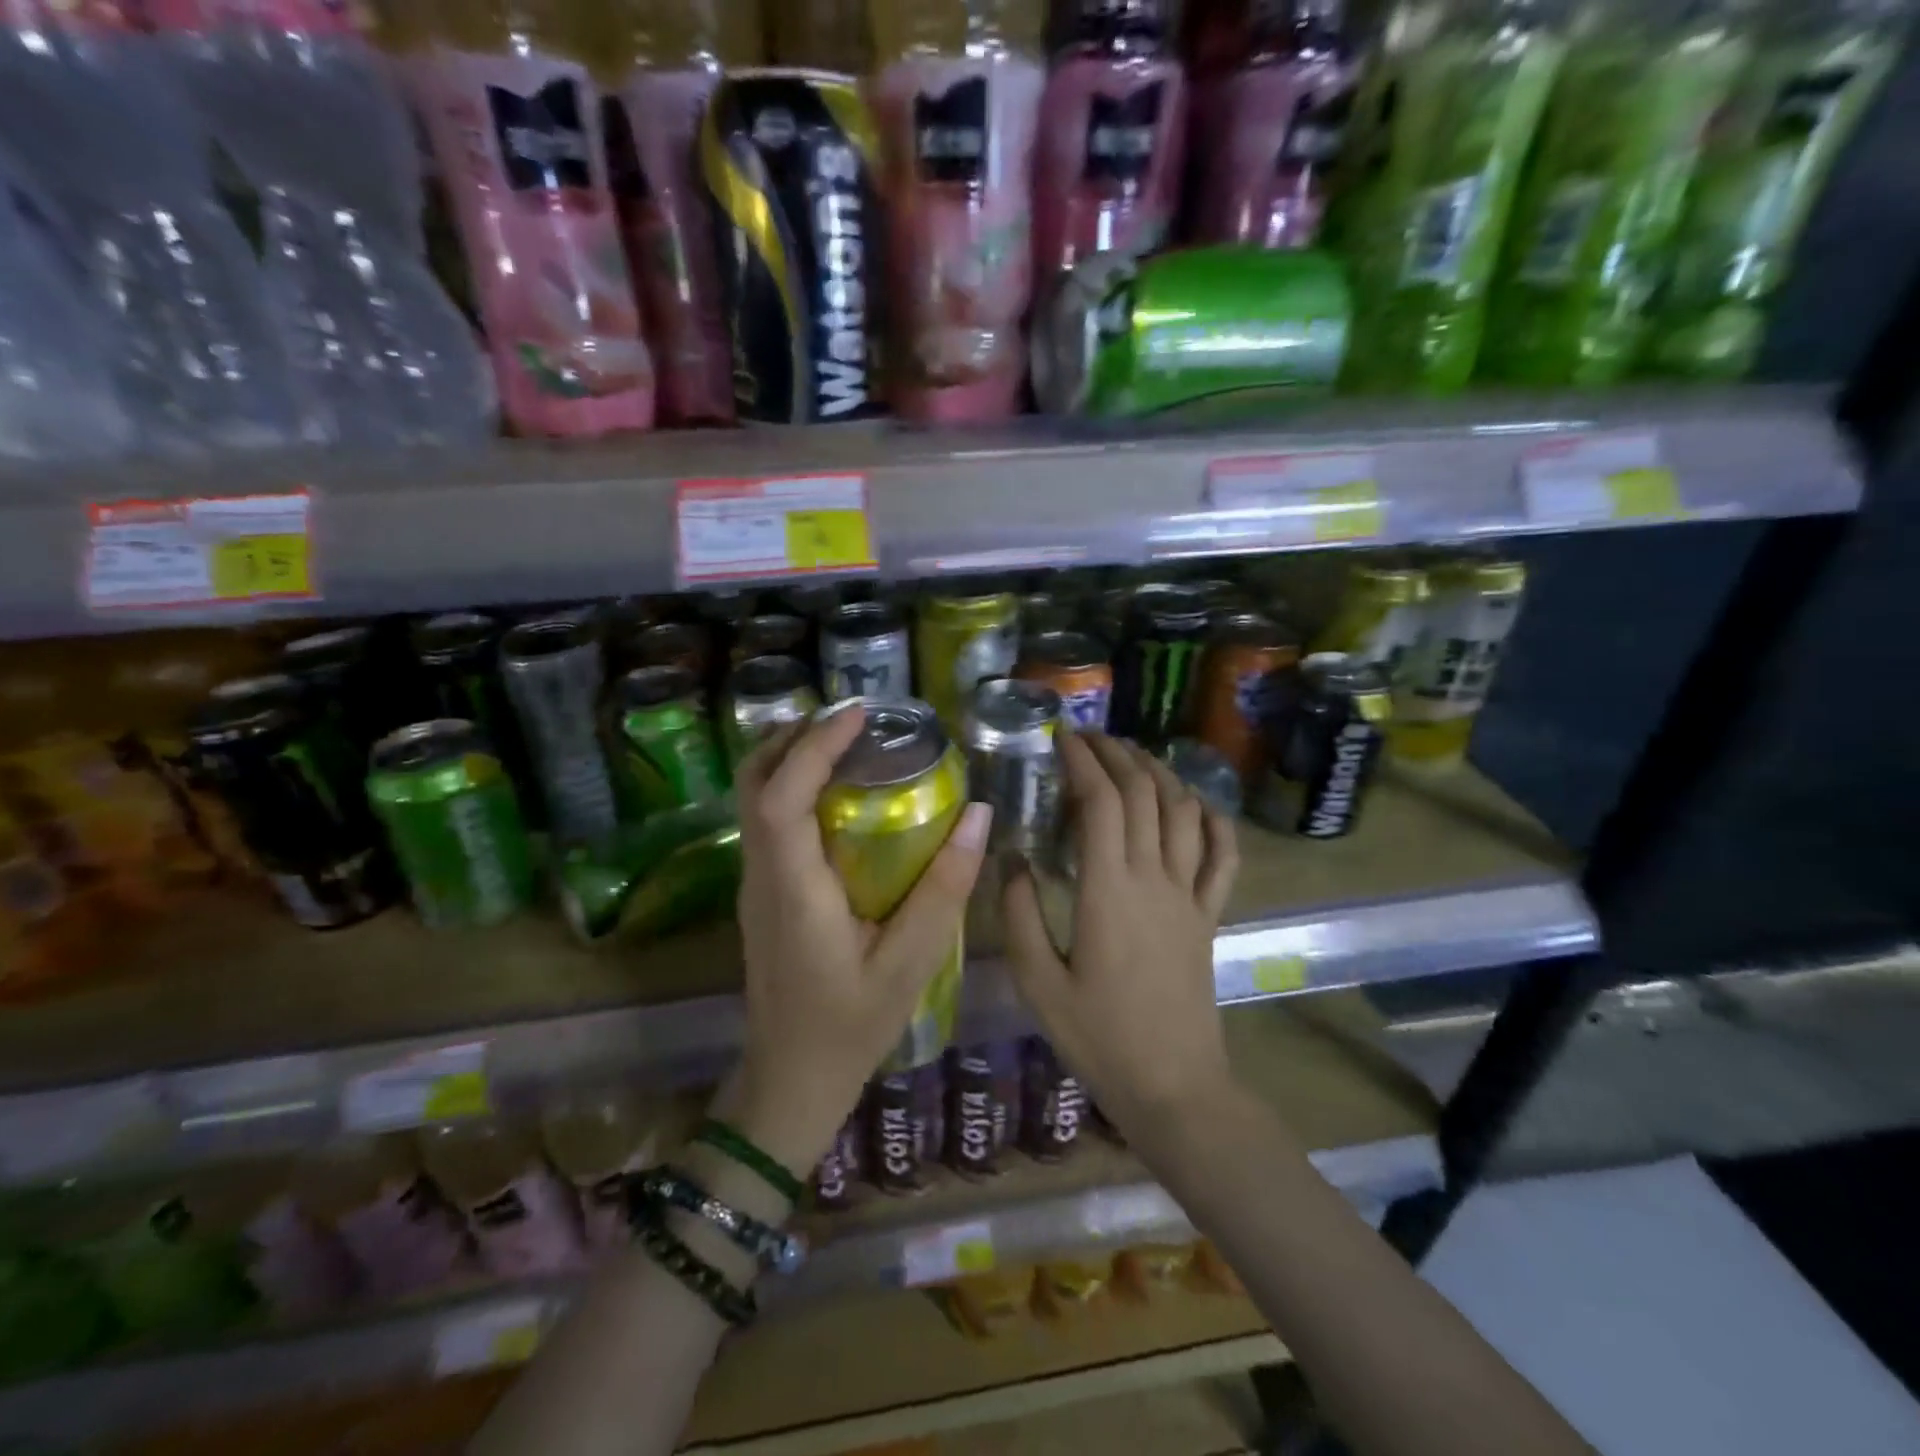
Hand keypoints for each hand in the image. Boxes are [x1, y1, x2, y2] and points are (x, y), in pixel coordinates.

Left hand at [719, 705, 993, 1178]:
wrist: (789, 1079)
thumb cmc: (850, 1026)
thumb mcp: (909, 964)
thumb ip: (943, 889)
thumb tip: (978, 815)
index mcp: (793, 889)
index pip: (781, 796)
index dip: (814, 746)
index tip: (858, 714)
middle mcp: (762, 876)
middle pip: (753, 783)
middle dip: (794, 737)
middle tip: (852, 718)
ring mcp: (755, 884)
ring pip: (754, 799)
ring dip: (791, 757)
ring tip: (849, 741)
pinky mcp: (762, 893)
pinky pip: (768, 822)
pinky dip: (794, 786)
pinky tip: (840, 793)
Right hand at [1003, 733, 1238, 1128]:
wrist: (1173, 1086)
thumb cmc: (1098, 1037)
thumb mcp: (1038, 981)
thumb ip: (1019, 914)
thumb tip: (1011, 858)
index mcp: (1109, 890)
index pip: (1101, 801)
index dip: (1082, 760)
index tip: (1061, 738)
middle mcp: (1154, 879)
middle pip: (1143, 793)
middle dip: (1116, 754)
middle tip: (1089, 737)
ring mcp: (1189, 895)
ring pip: (1184, 812)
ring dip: (1159, 773)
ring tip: (1132, 756)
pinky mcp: (1209, 916)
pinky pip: (1223, 856)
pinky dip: (1214, 820)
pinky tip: (1197, 803)